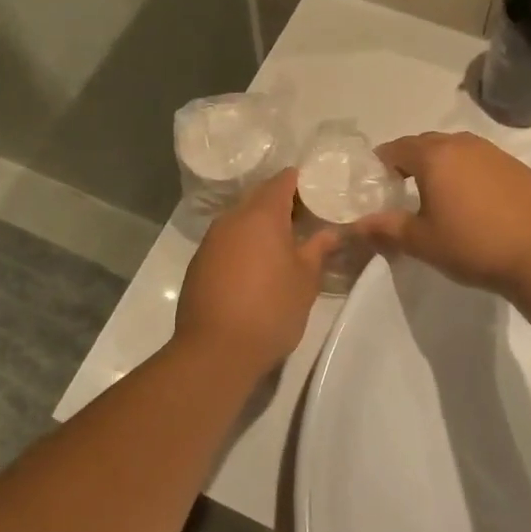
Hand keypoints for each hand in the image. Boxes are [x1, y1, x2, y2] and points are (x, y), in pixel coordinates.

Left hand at [175, 170, 338, 377]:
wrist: (215, 350)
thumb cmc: (271, 310)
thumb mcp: (306, 280)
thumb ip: (318, 249)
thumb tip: (331, 231)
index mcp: (261, 215)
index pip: (282, 181)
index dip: (302, 183)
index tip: (320, 193)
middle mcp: (231, 219)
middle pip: (259, 198)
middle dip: (282, 204)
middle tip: (308, 221)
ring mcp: (211, 241)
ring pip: (240, 220)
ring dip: (261, 226)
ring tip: (285, 246)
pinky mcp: (199, 263)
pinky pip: (226, 242)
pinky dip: (243, 245)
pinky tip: (256, 268)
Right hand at [351, 133, 530, 295]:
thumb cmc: (473, 245)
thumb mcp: (421, 242)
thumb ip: (385, 229)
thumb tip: (357, 225)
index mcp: (435, 156)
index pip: (397, 148)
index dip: (381, 164)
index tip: (376, 184)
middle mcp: (463, 145)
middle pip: (426, 144)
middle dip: (410, 162)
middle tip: (402, 190)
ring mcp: (494, 153)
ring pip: (456, 150)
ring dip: (441, 165)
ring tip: (438, 195)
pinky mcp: (517, 167)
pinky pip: (481, 161)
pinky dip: (468, 173)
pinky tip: (473, 202)